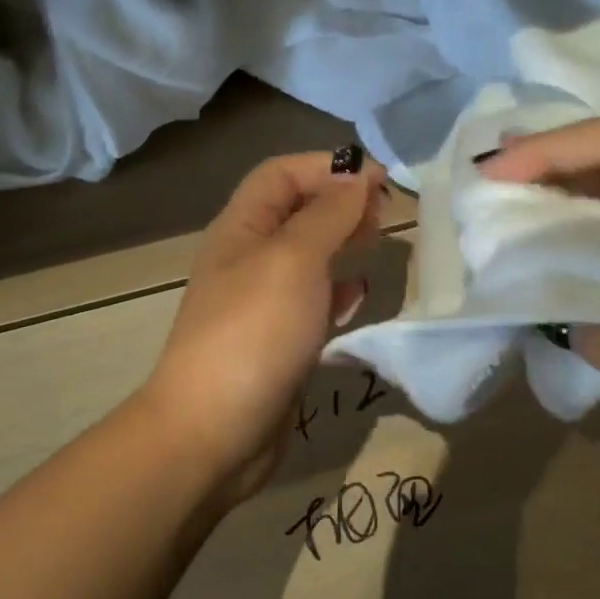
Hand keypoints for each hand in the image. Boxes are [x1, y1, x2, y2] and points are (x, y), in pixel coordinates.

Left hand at [140, 149, 385, 505]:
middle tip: (385, 212)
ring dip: (343, 242)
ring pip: (308, 256)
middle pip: (296, 212)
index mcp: (241, 228)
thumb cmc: (254, 332)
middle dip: (340, 202)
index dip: (327, 166)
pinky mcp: (278, 341)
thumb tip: (358, 179)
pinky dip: (338, 290)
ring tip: (380, 242)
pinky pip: (312, 301)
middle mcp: (248, 259)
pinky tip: (360, 295)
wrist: (214, 431)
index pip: (281, 174)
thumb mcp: (294, 259)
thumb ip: (329, 215)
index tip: (379, 179)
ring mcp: (261, 303)